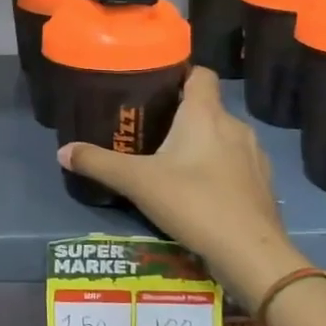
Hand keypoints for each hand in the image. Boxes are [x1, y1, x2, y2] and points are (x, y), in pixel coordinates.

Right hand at [58, 67, 306, 307]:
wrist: (250, 252)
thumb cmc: (193, 202)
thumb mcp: (136, 182)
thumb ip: (98, 164)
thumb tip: (63, 151)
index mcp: (205, 114)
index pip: (200, 73)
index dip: (180, 74)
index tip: (155, 87)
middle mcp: (234, 126)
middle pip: (207, 107)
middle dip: (181, 115)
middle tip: (150, 130)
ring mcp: (253, 155)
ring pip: (223, 136)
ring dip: (201, 143)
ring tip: (173, 162)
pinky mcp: (263, 183)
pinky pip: (236, 163)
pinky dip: (218, 169)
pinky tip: (200, 191)